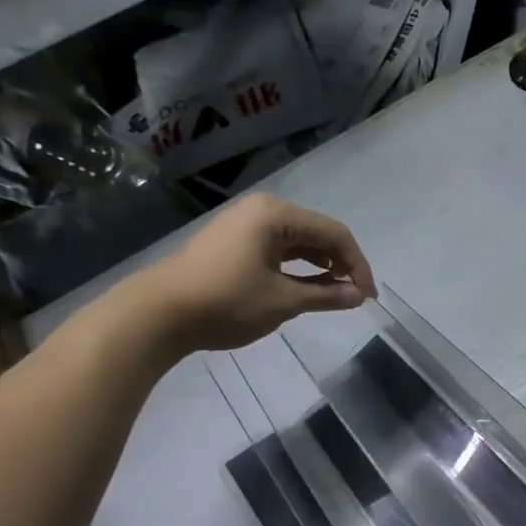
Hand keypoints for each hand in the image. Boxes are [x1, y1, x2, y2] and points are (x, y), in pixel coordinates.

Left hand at [141, 195, 376, 352]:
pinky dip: (299, 267)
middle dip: (341, 264)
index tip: (367, 297)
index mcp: (276, 214)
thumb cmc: (226, 301)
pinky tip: (308, 286)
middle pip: (318, 233)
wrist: (158, 313)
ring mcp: (246, 225)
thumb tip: (359, 296)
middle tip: (355, 296)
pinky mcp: (235, 242)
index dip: (358, 265)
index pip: (334, 234)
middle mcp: (263, 211)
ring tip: (336, 293)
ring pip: (299, 242)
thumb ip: (326, 295)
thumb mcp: (284, 301)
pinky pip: (279, 249)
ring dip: (322, 266)